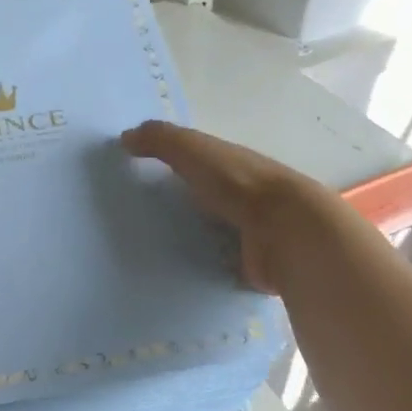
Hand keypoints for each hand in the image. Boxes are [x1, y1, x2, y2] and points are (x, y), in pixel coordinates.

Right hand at [121, 121, 318, 294]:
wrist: (286, 232)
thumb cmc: (237, 183)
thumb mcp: (193, 150)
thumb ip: (160, 140)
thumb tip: (125, 136)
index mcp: (229, 165)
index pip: (197, 163)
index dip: (173, 166)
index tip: (139, 177)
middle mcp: (240, 196)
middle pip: (203, 199)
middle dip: (179, 206)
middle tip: (135, 219)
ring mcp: (248, 233)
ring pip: (211, 233)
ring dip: (189, 239)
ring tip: (146, 251)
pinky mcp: (249, 265)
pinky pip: (217, 265)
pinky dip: (201, 268)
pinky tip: (174, 274)